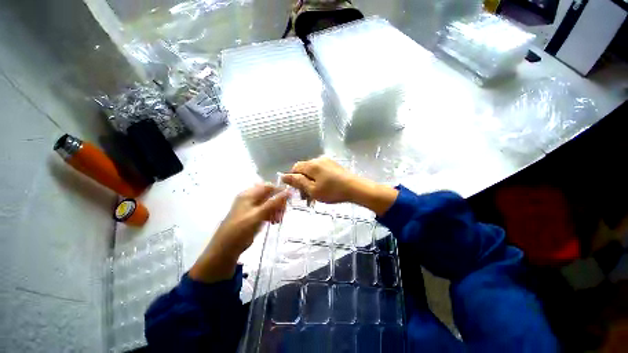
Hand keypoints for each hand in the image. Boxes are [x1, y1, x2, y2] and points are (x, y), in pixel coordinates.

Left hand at [190, 184, 289, 282]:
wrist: (226, 248)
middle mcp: (250, 198)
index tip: (288, 200)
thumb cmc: (241, 229)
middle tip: (282, 213)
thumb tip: (289, 191)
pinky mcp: (253, 216)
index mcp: (249, 194)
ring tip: (277, 220)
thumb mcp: (259, 214)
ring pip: (269, 204)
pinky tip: (274, 222)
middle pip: (270, 195)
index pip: (268, 186)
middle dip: (278, 203)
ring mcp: (251, 207)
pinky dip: (271, 215)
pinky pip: (266, 211)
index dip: (279, 191)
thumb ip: (274, 202)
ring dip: (276, 210)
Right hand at [282, 157, 398, 215]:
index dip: (293, 179)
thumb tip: (283, 176)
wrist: (355, 188)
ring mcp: (327, 162)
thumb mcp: (312, 189)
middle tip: (306, 198)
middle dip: (302, 183)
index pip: (295, 168)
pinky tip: (322, 190)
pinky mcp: (334, 166)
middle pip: (304, 170)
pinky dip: (318, 180)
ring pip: (313, 172)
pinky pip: (321, 172)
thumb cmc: (332, 191)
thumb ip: (298, 182)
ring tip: (314, 197)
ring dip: (310, 183)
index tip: (297, 191)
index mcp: (311, 165)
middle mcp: (318, 160)